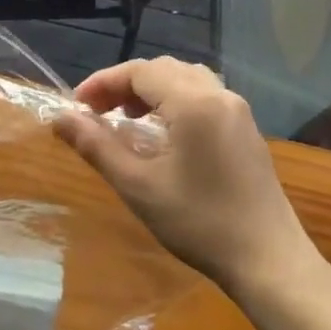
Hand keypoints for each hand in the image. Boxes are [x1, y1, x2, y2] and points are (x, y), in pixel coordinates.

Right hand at [55, 57, 316, 295]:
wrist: (269, 260)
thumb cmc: (200, 223)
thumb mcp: (139, 186)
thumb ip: (97, 146)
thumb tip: (61, 118)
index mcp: (194, 102)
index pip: (140, 71)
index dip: (104, 82)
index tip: (76, 106)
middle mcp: (219, 95)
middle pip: (163, 69)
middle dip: (125, 84)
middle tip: (97, 112)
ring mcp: (238, 110)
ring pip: (186, 78)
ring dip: (152, 89)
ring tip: (127, 117)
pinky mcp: (247, 129)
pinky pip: (205, 95)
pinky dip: (176, 99)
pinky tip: (164, 132)